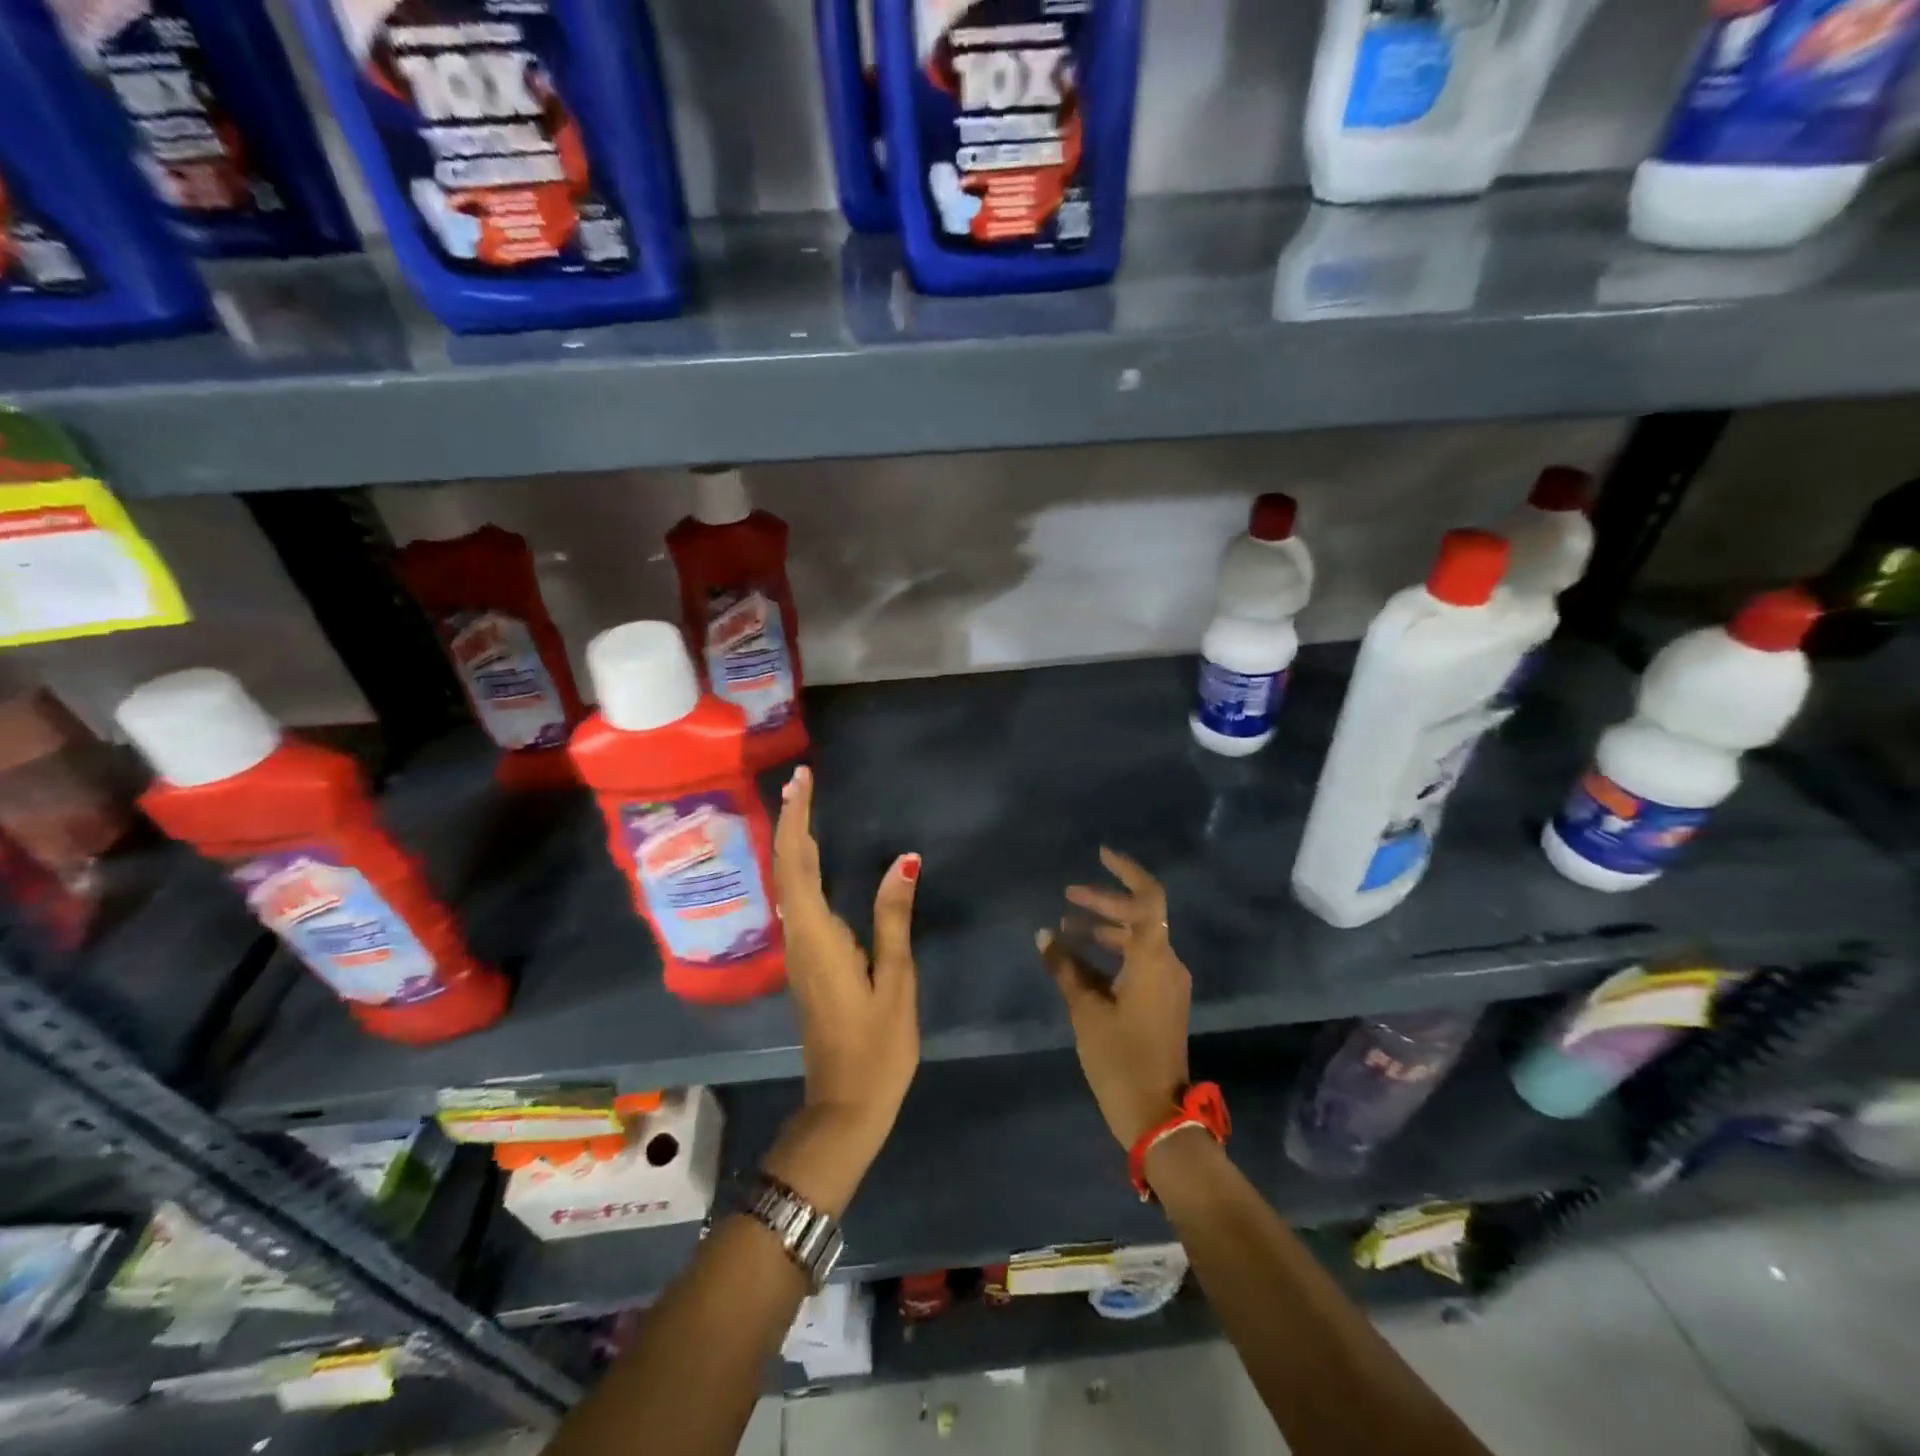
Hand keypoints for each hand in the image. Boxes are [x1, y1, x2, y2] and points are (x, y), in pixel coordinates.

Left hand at [763, 765, 920, 1214]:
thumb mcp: (895, 980)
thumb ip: (894, 918)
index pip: (796, 864)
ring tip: (805, 806)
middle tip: (802, 781)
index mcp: (817, 937)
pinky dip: (801, 868)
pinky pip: (798, 901)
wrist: (845, 1106)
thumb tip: (903, 860)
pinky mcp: (807, 962)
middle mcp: (798, 938)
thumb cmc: (877, 1046)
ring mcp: (799, 952)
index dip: (795, 819)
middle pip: (786, 868)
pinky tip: (815, 858)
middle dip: (790, 821)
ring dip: (793, 841)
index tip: (801, 781)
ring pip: (788, 884)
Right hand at [1039, 848, 1192, 1148]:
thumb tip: (1044, 935)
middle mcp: (1167, 963)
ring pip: (1137, 940)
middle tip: (1067, 897)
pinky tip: (1079, 960)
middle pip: (1139, 916)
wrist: (1158, 1117)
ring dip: (1104, 929)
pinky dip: (1111, 954)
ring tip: (1066, 928)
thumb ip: (1064, 968)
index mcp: (1153, 959)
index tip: (1100, 855)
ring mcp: (1167, 983)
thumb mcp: (1086, 1012)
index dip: (1127, 871)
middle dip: (1103, 903)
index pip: (1149, 898)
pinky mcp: (1162, 1001)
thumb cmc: (1120, 1060)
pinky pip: (1137, 962)